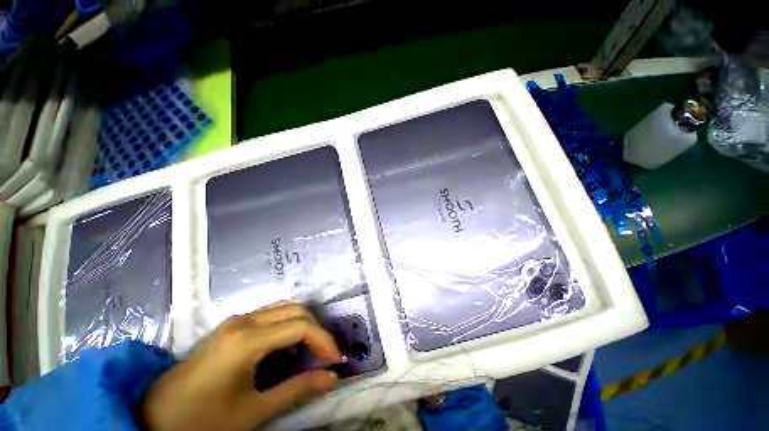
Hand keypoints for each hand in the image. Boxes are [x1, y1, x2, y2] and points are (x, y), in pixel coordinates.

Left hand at [142, 302, 342, 430]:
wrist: (155, 416)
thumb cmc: (203, 420)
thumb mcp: (254, 412)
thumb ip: (297, 390)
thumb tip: (332, 378)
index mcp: (248, 339)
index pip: (301, 327)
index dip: (324, 340)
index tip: (335, 359)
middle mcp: (245, 320)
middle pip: (296, 311)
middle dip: (316, 330)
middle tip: (325, 355)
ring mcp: (237, 319)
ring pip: (284, 308)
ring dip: (303, 324)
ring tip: (310, 350)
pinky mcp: (232, 325)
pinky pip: (271, 315)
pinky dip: (287, 325)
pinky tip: (287, 347)